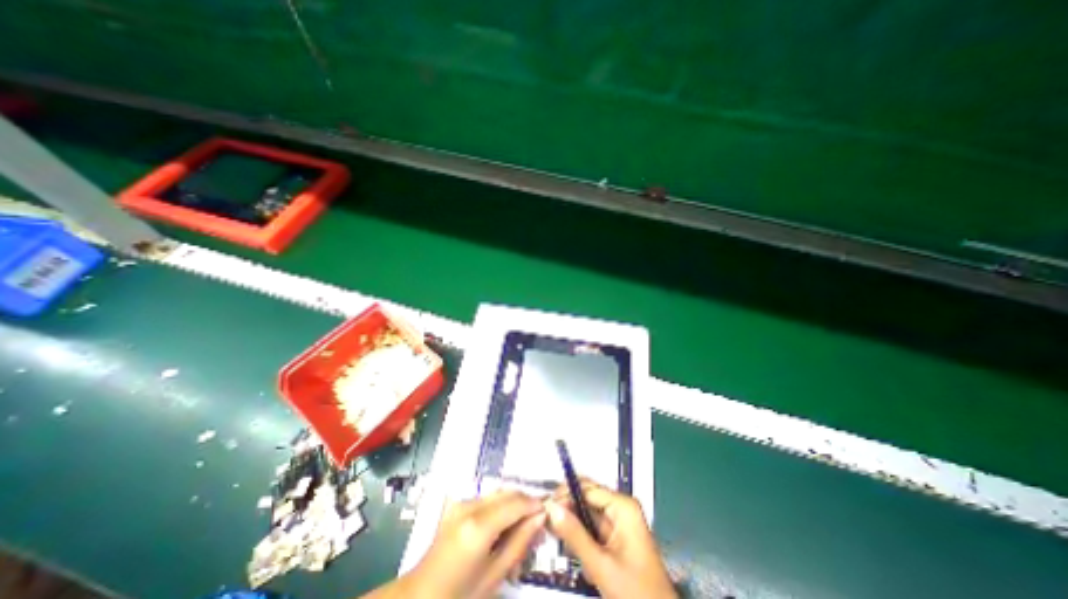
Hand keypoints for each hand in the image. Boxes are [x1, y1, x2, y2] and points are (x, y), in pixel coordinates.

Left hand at [402, 491, 548, 598]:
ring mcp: (462, 502)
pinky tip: (503, 526)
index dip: (535, 504)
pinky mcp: (458, 503)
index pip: (516, 503)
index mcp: (478, 526)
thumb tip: (540, 518)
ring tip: (522, 528)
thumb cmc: (459, 594)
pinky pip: (487, 498)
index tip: (549, 512)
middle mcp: (470, 506)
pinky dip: (500, 507)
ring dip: (514, 504)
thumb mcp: (494, 575)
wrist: (421, 595)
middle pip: (508, 493)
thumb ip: (519, 543)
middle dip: (526, 503)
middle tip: (538, 524)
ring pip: (499, 493)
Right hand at [551, 480, 675, 597]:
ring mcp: (618, 522)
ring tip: (554, 535)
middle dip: (567, 509)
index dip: (564, 494)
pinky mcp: (615, 536)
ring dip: (571, 525)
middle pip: (586, 498)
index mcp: (622, 506)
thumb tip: (551, 507)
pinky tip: (569, 548)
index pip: (587, 489)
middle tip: (545, 521)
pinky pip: (591, 527)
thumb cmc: (635, 592)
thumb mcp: (601, 565)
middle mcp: (620, 507)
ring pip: (586, 513)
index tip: (544, 506)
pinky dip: (579, 536)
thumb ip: (574, 535)